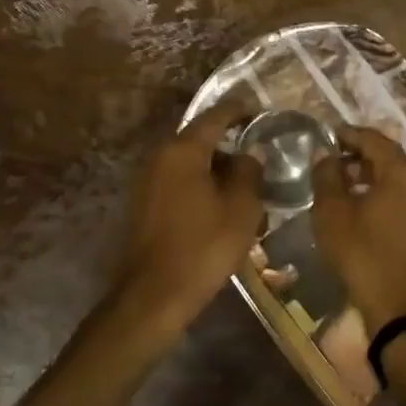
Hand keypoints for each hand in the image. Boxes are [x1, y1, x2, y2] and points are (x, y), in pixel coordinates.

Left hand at [117, 102, 263, 334]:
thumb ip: (250, 172)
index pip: (215, 116)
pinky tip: (221, 203)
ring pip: (190, 162)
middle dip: (230, 143)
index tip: (261, 111)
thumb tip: (251, 153)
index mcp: (183, 151)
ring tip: (245, 182)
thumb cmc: (203, 247)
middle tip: (259, 152)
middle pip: (200, 139)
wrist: (155, 295)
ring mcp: (147, 180)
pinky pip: (179, 181)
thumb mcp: (241, 208)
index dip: (240, 110)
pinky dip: (201, 184)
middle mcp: (160, 157)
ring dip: (216, 167)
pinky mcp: (145, 204)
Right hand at [312, 126, 405, 332]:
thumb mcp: (332, 212)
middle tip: (335, 161)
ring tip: (347, 185)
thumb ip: (327, 175)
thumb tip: (324, 153)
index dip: (348, 135)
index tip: (328, 136)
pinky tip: (368, 208)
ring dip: (375, 176)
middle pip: (390, 157)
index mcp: (403, 170)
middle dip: (362, 155)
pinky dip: (388, 195)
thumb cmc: (363, 253)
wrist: (402, 307)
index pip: (373, 139)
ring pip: (401, 178)